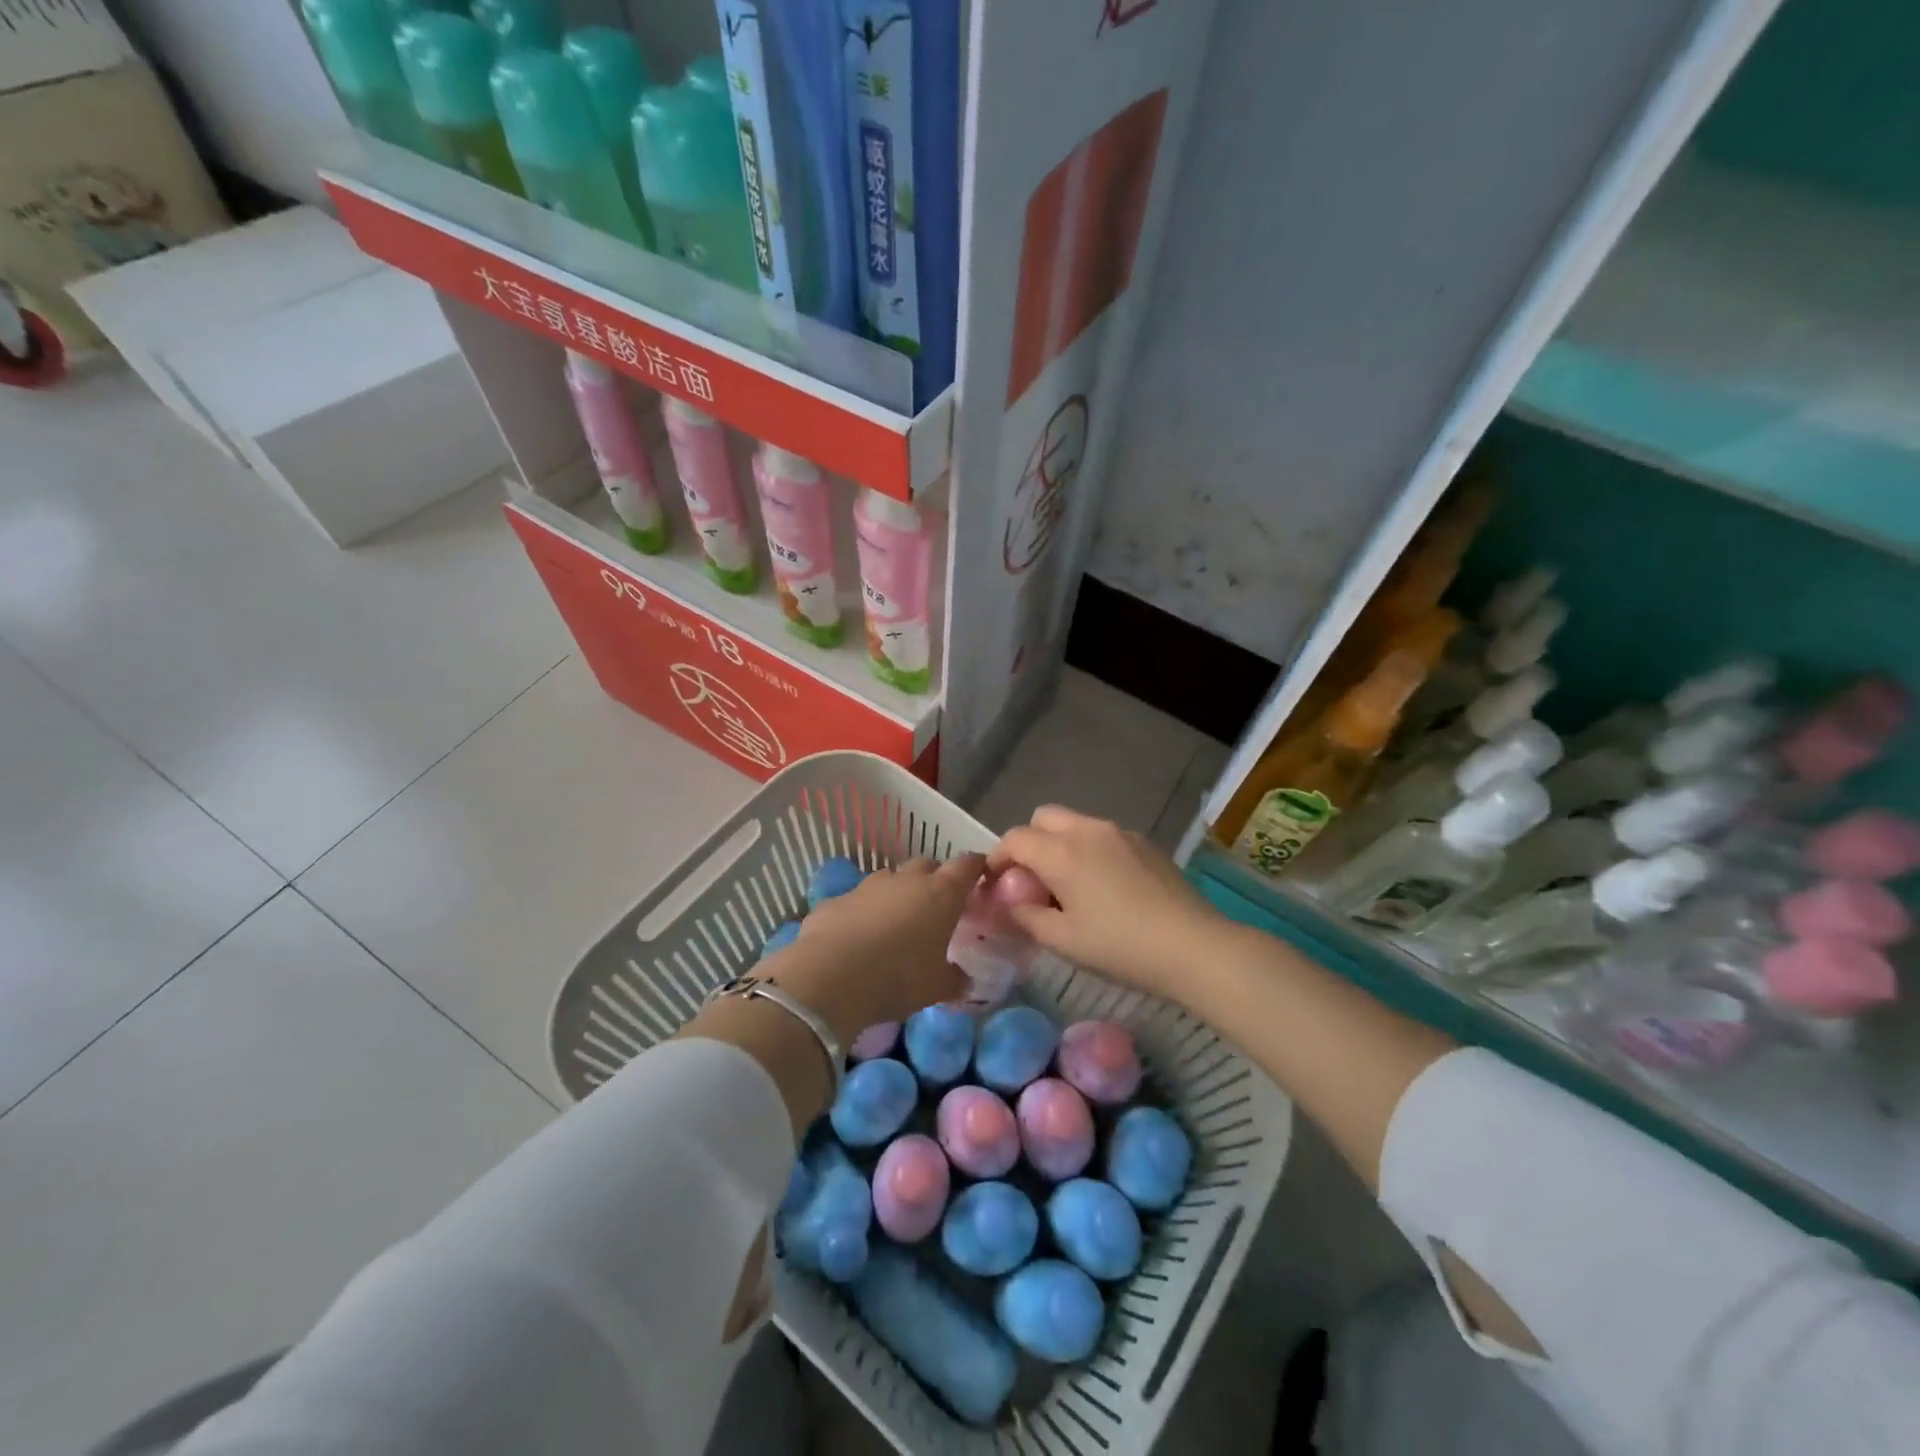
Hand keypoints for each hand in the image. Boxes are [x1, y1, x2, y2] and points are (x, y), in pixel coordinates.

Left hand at [763, 855, 984, 1041]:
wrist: (830, 977)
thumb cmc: (898, 977)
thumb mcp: (936, 987)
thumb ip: (955, 979)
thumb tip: (964, 980)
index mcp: (941, 893)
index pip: (967, 865)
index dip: (975, 867)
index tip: (980, 876)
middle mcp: (906, 880)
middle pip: (928, 865)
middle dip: (936, 878)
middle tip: (939, 904)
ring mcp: (868, 885)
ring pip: (891, 879)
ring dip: (898, 893)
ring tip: (898, 921)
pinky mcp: (837, 898)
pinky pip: (859, 899)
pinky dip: (865, 911)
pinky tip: (860, 936)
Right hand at [989, 807, 1228, 1008]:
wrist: (1192, 946)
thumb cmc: (1120, 946)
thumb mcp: (1063, 940)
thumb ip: (1026, 917)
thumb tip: (1008, 904)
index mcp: (1062, 852)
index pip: (1015, 839)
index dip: (998, 858)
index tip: (995, 884)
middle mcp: (1088, 830)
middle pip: (1043, 818)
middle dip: (1029, 842)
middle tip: (1031, 880)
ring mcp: (1120, 833)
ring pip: (1075, 824)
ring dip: (1061, 844)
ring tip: (1069, 886)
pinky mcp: (1145, 843)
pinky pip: (1104, 836)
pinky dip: (1090, 850)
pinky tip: (1105, 888)